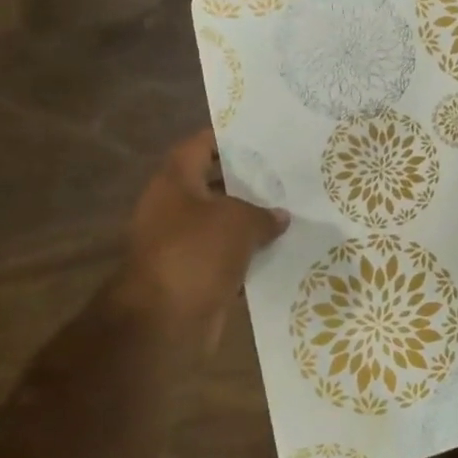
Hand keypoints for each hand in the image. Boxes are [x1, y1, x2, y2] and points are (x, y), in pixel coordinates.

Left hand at [114, 131, 288, 341]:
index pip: (198, 146)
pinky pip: (228, 258)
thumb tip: (279, 216)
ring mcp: (182, 245)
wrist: (164, 322)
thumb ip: (263, 213)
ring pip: (224, 224)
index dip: (226, 138)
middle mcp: (173, 209)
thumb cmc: (195, 253)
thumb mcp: (238, 221)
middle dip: (248, 182)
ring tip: (293, 211)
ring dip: (253, 222)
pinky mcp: (194, 276)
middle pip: (214, 185)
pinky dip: (251, 256)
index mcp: (174, 183)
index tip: (260, 136)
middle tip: (287, 175)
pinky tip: (284, 251)